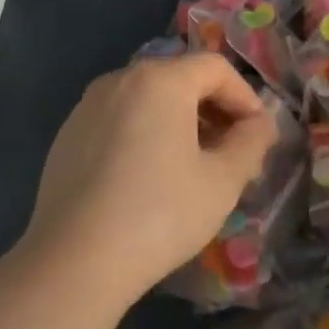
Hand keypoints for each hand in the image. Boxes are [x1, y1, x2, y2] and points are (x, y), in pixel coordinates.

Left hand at [23, 53, 279, 308]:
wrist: (75, 260)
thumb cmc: (159, 214)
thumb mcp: (222, 181)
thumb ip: (250, 142)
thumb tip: (260, 124)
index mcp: (159, 80)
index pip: (215, 68)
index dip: (245, 98)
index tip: (258, 137)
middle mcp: (120, 79)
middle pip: (180, 79)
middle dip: (214, 111)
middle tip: (232, 154)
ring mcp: (87, 105)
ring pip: (148, 100)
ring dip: (180, 123)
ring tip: (193, 167)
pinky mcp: (68, 134)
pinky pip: (119, 119)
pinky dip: (144, 133)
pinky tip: (148, 178)